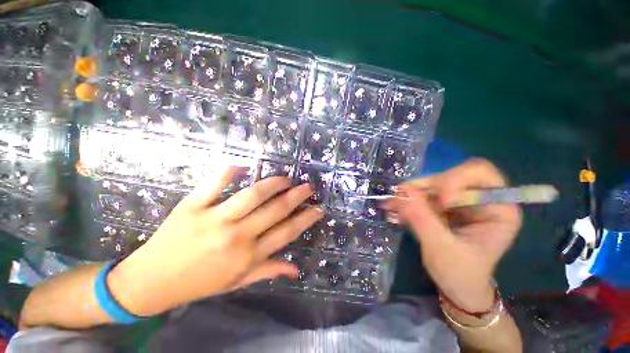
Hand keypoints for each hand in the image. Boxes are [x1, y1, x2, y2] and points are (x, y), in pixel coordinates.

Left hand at [107, 167, 322, 315]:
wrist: (150, 282)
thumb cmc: (198, 283)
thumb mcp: (236, 283)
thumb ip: (268, 271)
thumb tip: (295, 270)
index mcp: (248, 256)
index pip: (287, 232)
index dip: (306, 219)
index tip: (319, 208)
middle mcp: (236, 236)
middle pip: (276, 210)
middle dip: (297, 196)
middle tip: (308, 186)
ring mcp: (214, 219)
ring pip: (252, 194)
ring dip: (274, 183)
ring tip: (286, 178)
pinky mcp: (191, 206)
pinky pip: (214, 183)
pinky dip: (229, 171)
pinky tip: (242, 166)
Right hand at [385, 159, 521, 311]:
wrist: (455, 287)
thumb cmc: (460, 274)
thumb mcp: (442, 249)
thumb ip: (423, 219)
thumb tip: (402, 191)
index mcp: (498, 208)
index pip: (480, 173)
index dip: (456, 179)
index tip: (439, 201)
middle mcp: (479, 198)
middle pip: (451, 175)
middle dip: (428, 187)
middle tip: (409, 202)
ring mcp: (458, 201)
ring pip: (431, 183)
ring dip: (411, 193)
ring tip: (394, 205)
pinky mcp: (441, 206)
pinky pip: (420, 193)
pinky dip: (406, 199)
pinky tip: (396, 209)